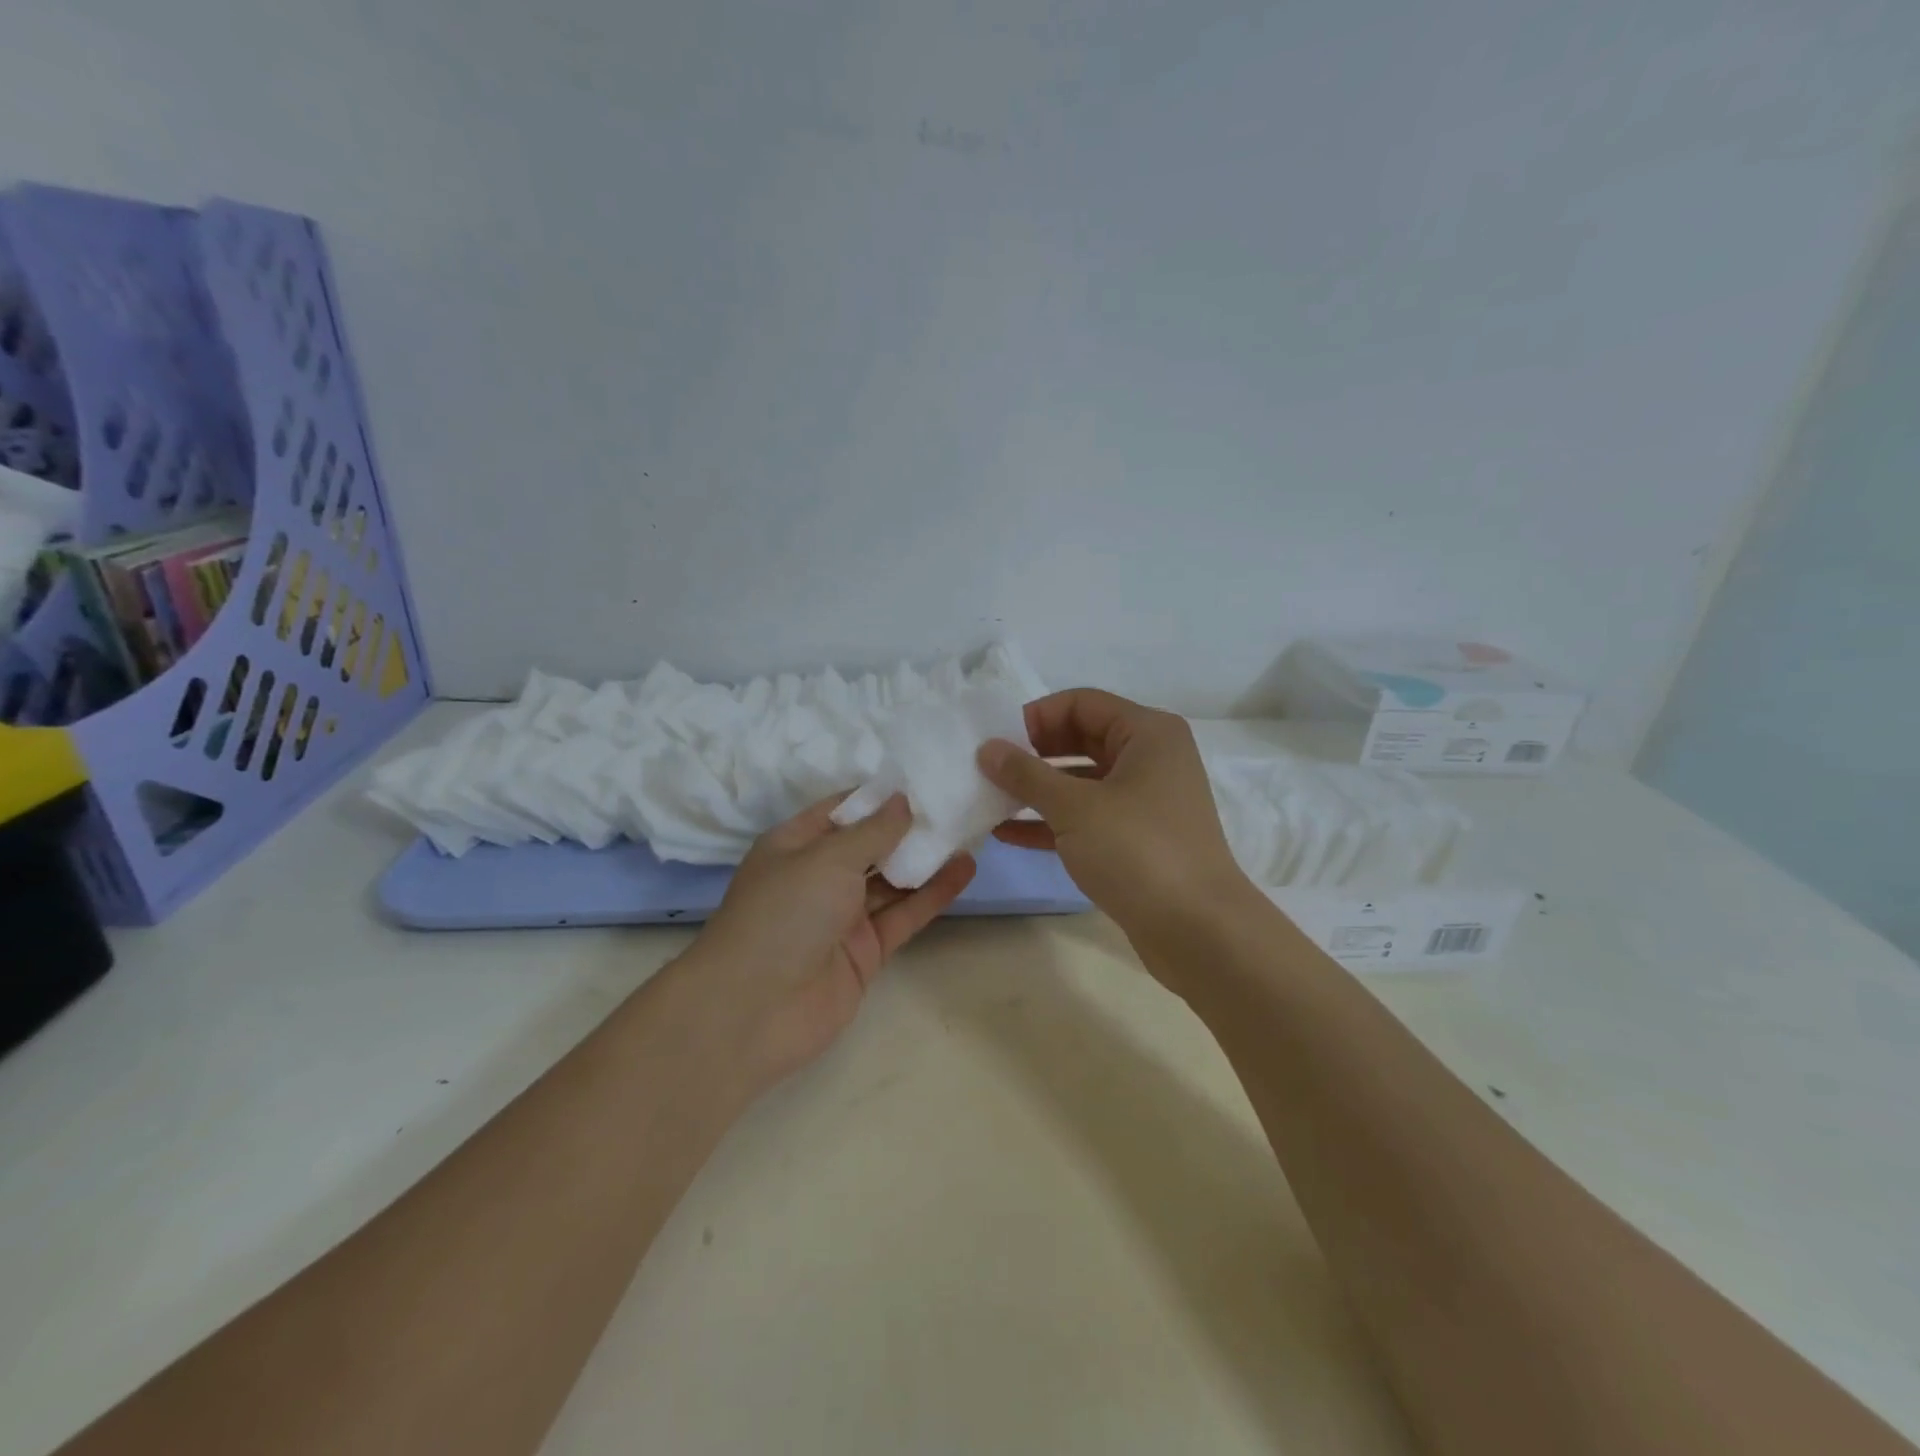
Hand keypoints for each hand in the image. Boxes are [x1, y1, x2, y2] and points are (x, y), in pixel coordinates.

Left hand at [674, 793, 976, 1096]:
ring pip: (892, 879)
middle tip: (958, 801)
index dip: (882, 794)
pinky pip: (903, 914)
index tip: (925, 777)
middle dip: (910, 826)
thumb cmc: (783, 915)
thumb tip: (903, 799)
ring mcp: (843, 916)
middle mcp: (818, 876)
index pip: (844, 809)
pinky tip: (965, 870)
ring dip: (927, 858)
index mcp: (795, 844)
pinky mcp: (866, 950)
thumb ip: (872, 830)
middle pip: (872, 844)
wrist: (753, 1012)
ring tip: (970, 831)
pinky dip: (932, 894)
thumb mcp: (826, 858)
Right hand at [977, 688, 1252, 946]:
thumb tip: (987, 749)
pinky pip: (1087, 818)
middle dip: (1033, 754)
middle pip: (1081, 739)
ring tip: (989, 800)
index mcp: (1147, 733)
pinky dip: (1051, 822)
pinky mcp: (1137, 839)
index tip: (996, 742)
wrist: (1199, 930)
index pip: (1080, 703)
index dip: (1035, 717)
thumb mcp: (1074, 807)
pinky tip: (1008, 833)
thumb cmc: (1138, 851)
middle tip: (989, 770)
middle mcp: (1150, 759)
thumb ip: (1026, 774)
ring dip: (1037, 790)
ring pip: (1081, 782)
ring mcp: (1145, 801)